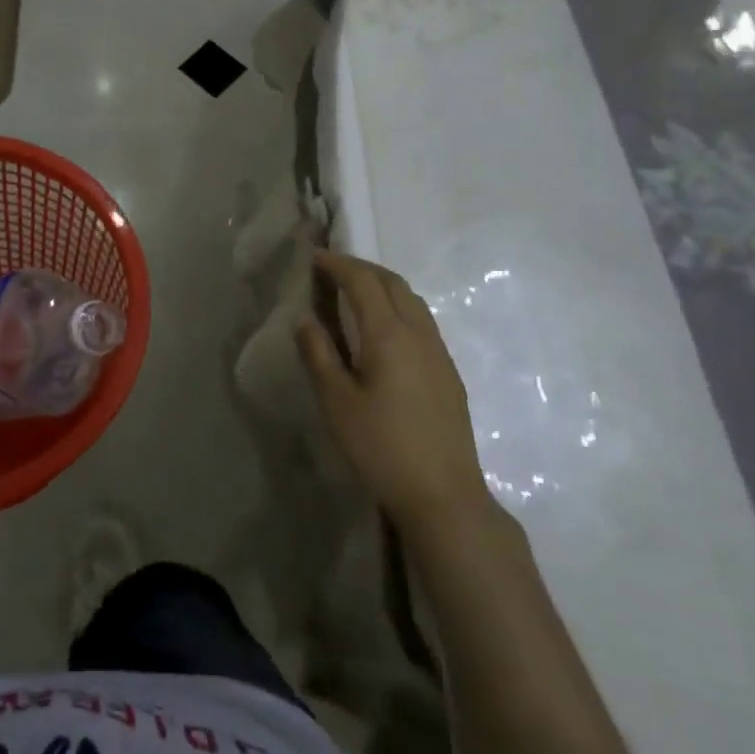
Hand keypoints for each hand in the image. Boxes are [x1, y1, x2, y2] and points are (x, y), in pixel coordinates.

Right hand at [297, 251, 490, 529]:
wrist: (444, 496)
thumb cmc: (381, 447)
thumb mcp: (336, 402)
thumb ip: (319, 354)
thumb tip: (306, 319)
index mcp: (388, 334)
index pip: (363, 281)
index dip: (338, 264)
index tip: (315, 257)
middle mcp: (419, 333)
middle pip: (393, 282)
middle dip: (362, 268)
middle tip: (333, 269)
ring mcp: (439, 352)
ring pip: (412, 300)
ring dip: (383, 285)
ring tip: (356, 293)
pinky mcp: (448, 373)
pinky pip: (422, 321)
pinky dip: (398, 307)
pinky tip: (383, 330)